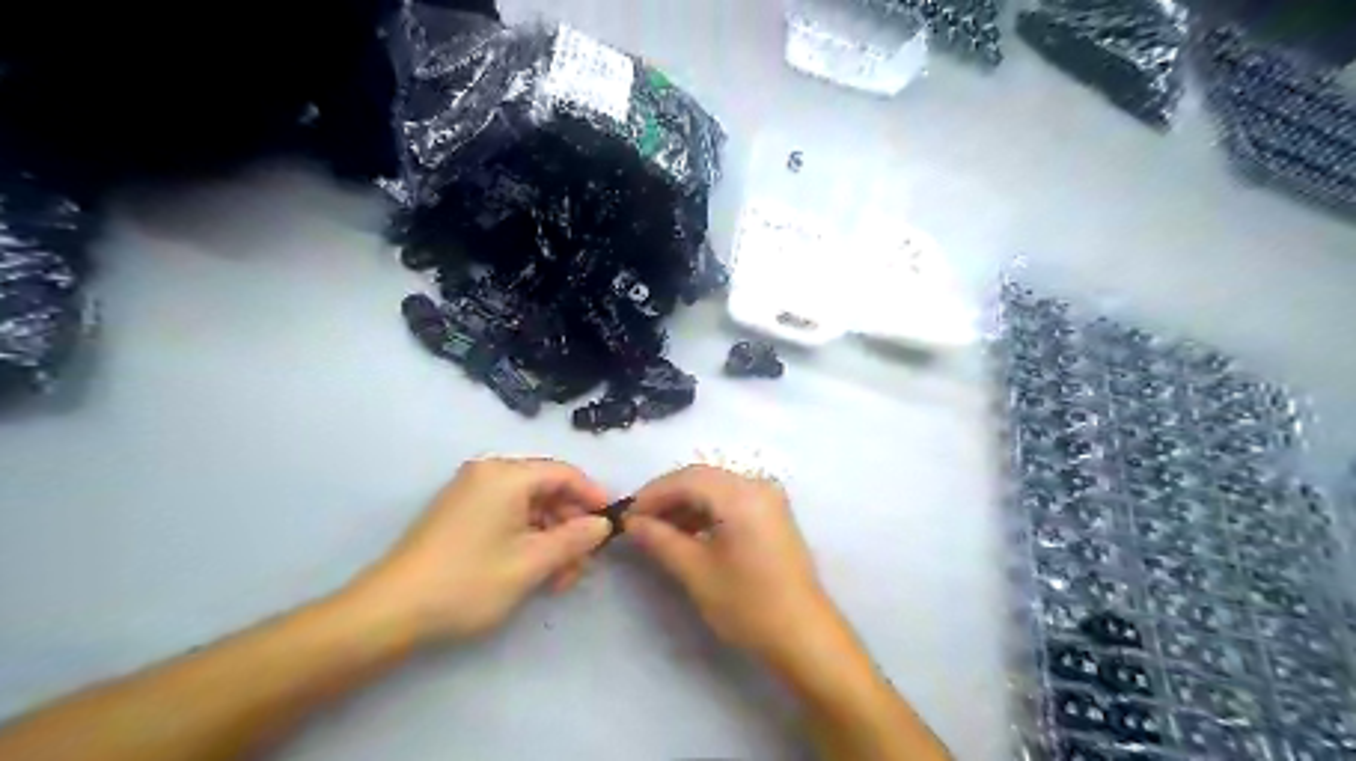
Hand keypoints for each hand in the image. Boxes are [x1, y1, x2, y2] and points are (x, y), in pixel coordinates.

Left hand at [342, 462, 613, 645]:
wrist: (389, 612)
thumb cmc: (468, 581)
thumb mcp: (532, 562)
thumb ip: (575, 539)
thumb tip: (602, 525)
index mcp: (506, 475)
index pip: (565, 473)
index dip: (593, 497)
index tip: (612, 526)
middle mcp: (489, 474)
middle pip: (547, 489)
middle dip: (570, 525)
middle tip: (583, 563)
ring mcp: (471, 493)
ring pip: (529, 506)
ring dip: (551, 537)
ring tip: (559, 578)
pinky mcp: (460, 514)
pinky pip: (508, 516)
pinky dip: (528, 539)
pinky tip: (535, 571)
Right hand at [621, 461, 826, 662]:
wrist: (803, 635)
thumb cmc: (748, 604)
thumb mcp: (696, 572)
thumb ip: (661, 539)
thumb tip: (631, 523)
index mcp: (741, 495)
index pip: (687, 479)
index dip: (652, 493)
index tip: (626, 514)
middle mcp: (757, 485)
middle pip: (702, 478)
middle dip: (667, 497)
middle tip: (639, 522)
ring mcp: (769, 498)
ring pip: (716, 487)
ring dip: (686, 504)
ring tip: (659, 530)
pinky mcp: (772, 513)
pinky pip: (731, 499)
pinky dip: (706, 511)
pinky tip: (688, 532)